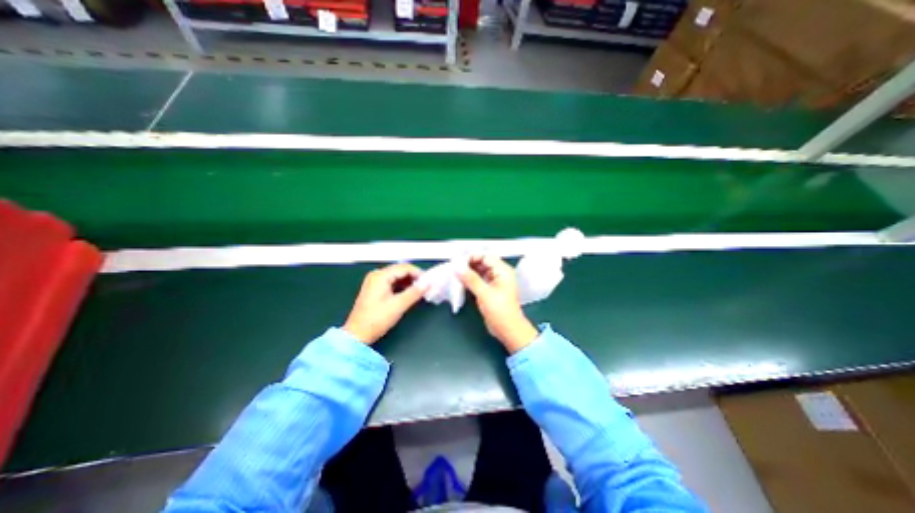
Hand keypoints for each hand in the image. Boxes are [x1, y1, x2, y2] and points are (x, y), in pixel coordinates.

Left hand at [344, 264, 427, 344]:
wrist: (357, 334)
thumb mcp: (398, 305)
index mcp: (381, 276)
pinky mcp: (374, 289)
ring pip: (396, 276)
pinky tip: (409, 293)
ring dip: (408, 282)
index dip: (418, 273)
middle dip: (414, 277)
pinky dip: (401, 286)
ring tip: (419, 290)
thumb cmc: (377, 319)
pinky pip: (392, 282)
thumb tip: (428, 283)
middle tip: (426, 286)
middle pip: (400, 270)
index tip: (429, 282)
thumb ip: (414, 292)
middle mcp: (377, 275)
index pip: (404, 268)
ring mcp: (374, 282)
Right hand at [455, 254, 536, 353]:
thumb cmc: (500, 311)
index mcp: (503, 271)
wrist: (508, 330)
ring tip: (454, 273)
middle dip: (468, 264)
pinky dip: (469, 280)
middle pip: (481, 263)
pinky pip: (478, 280)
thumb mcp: (484, 293)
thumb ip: (470, 279)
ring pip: (478, 271)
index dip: (471, 256)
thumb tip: (457, 266)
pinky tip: (459, 281)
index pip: (485, 256)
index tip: (457, 261)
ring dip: (467, 272)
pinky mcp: (489, 290)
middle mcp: (499, 273)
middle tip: (453, 267)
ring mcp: (494, 282)